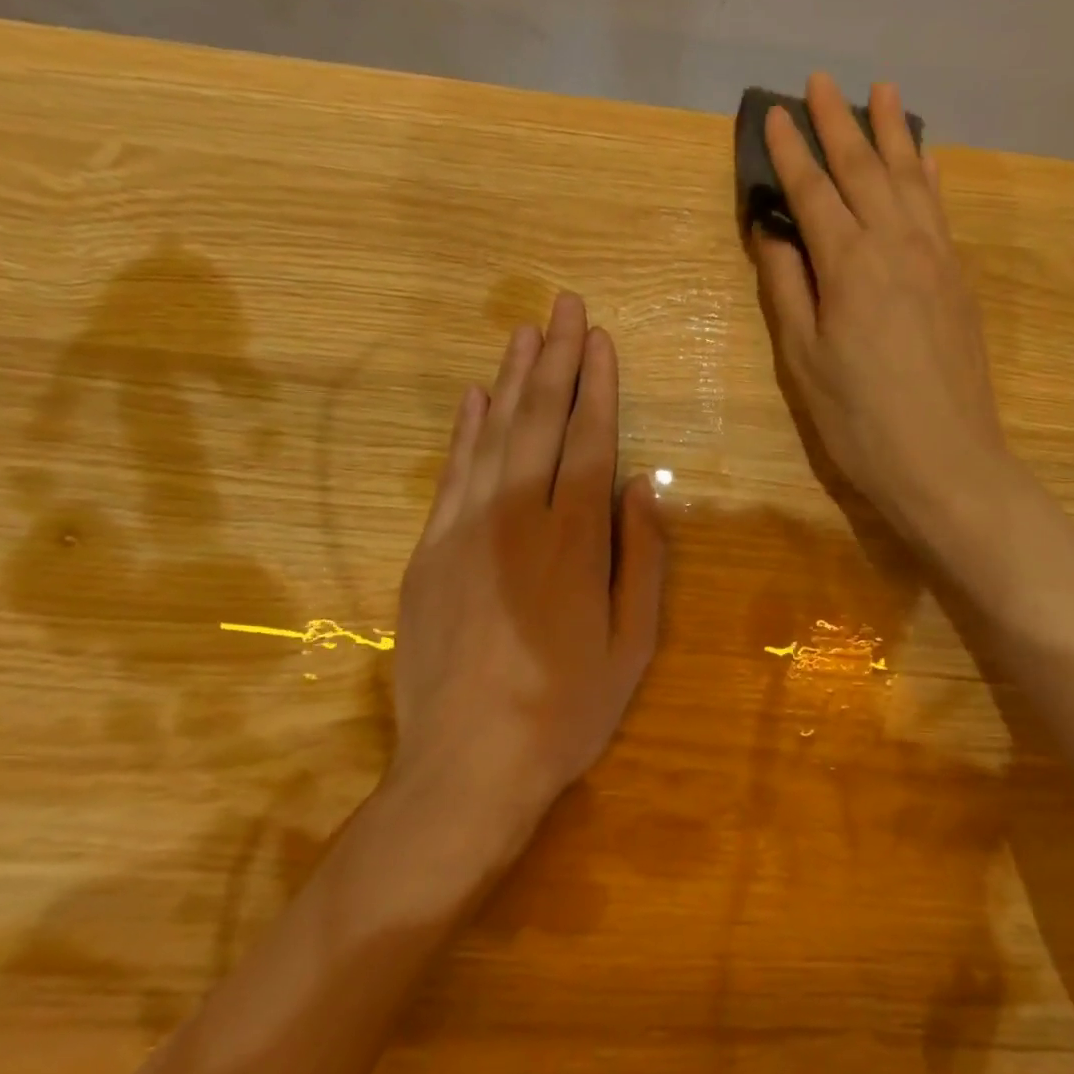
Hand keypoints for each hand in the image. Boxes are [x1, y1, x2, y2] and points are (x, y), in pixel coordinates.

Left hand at [388, 294, 666, 838]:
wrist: (466, 767)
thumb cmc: (567, 709)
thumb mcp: (633, 643)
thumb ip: (642, 558)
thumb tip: (644, 487)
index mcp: (575, 540)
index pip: (589, 440)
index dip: (597, 385)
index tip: (600, 339)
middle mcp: (518, 518)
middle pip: (539, 421)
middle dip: (555, 359)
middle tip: (563, 306)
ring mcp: (464, 531)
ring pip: (492, 436)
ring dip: (511, 380)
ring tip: (524, 331)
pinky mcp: (429, 552)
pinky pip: (451, 474)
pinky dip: (465, 431)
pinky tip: (475, 398)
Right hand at [752, 73, 1010, 537]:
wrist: (946, 461)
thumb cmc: (860, 420)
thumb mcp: (804, 361)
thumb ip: (787, 288)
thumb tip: (773, 231)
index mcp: (850, 264)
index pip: (813, 191)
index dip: (789, 152)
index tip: (772, 114)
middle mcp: (896, 245)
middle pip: (864, 170)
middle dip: (839, 122)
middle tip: (822, 81)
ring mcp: (936, 259)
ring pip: (911, 178)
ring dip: (893, 132)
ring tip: (883, 91)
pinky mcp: (960, 280)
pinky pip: (941, 209)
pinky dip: (930, 175)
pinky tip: (927, 157)